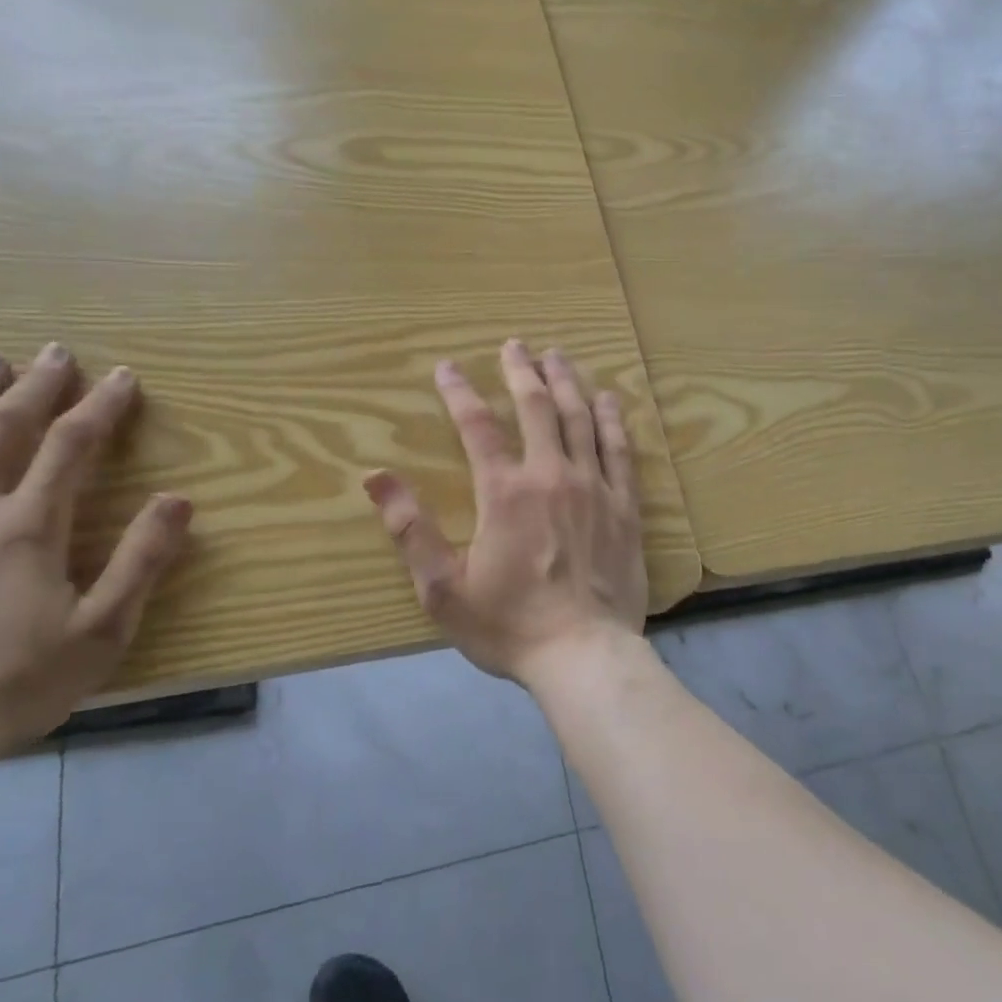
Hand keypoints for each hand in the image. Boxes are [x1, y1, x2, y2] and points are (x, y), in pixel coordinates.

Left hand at [0, 344, 191, 764]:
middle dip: (36, 385)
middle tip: (55, 353)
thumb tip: (178, 500)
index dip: (101, 406)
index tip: (123, 378)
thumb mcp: (102, 630)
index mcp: (29, 527)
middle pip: (4, 428)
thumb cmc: (14, 684)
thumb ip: (142, 560)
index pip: (72, 445)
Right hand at [363, 340, 648, 687]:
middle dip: (522, 371)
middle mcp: (551, 476)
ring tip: (557, 356)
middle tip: (515, 345)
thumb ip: (410, 530)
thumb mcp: (442, 588)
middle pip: (537, 407)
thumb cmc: (509, 626)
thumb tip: (375, 477)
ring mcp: (594, 487)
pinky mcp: (625, 506)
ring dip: (566, 382)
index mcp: (504, 493)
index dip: (459, 392)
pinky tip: (609, 398)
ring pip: (581, 418)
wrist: (583, 655)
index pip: (477, 426)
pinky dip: (612, 419)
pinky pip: (620, 450)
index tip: (447, 367)